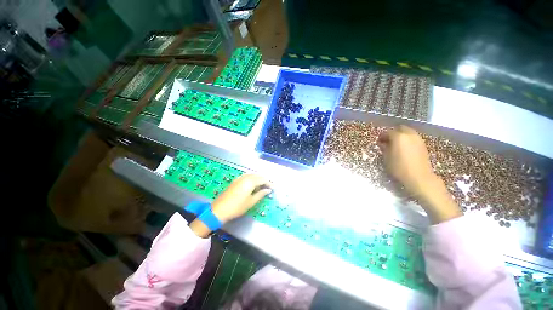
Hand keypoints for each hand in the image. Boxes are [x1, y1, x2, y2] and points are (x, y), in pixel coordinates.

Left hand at [211, 174, 271, 221]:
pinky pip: (247, 176)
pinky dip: (252, 179)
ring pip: (252, 175)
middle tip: (268, 188)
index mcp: (250, 181)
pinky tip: (253, 185)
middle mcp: (245, 177)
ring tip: (261, 187)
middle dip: (264, 180)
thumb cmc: (237, 207)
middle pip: (258, 176)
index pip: (263, 180)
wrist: (219, 209)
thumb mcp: (251, 202)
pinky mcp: (236, 180)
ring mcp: (240, 178)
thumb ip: (261, 194)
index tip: (273, 188)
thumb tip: (268, 190)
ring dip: (258, 179)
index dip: (269, 183)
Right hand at [378, 125, 461, 223]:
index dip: (382, 136)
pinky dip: (407, 140)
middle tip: (387, 141)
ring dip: (401, 136)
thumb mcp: (386, 158)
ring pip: (408, 132)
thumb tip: (382, 143)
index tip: (379, 142)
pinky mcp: (423, 145)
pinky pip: (413, 138)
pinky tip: (404, 148)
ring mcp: (418, 139)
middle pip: (400, 129)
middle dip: (393, 133)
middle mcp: (409, 135)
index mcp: (399, 137)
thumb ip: (384, 148)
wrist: (419, 177)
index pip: (388, 132)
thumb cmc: (399, 168)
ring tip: (396, 145)